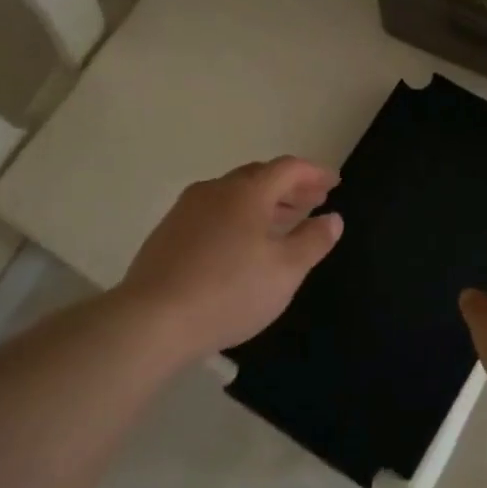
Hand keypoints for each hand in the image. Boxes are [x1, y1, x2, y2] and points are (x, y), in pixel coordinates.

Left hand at [120, 158, 344, 358]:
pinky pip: (213, 212)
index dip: (314, 173)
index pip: (287, 168)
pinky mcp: (168, 232)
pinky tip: (242, 243)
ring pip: (233, 194)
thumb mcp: (285, 271)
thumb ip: (313, 241)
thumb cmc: (230, 292)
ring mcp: (186, 209)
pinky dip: (238, 216)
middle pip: (259, 177)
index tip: (333, 183)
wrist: (153, 319)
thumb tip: (333, 218)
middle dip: (289, 187)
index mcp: (247, 192)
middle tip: (313, 201)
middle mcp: (215, 190)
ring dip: (264, 202)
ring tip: (283, 222)